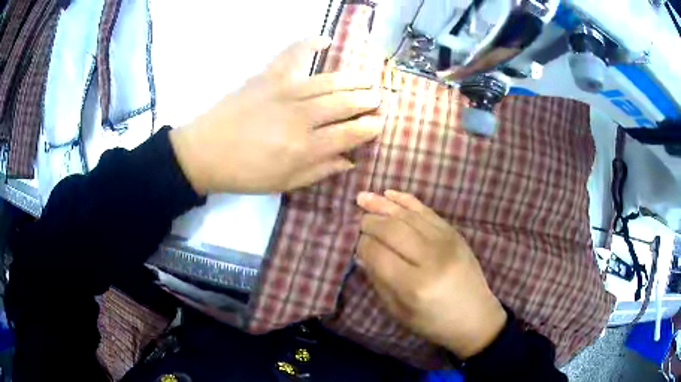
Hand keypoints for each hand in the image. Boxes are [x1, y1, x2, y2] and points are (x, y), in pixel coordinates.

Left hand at [170, 37, 382, 194]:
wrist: (204, 152)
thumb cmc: (245, 173)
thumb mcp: (284, 183)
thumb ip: (320, 171)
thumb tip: (350, 159)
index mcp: (305, 148)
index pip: (349, 133)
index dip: (369, 127)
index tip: (380, 122)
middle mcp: (300, 117)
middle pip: (344, 104)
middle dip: (367, 100)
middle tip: (378, 98)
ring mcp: (284, 91)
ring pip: (329, 81)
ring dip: (353, 79)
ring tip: (367, 79)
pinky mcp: (267, 76)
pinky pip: (293, 54)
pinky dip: (309, 43)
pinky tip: (325, 40)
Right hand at [356, 190, 507, 359]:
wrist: (475, 316)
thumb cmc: (434, 322)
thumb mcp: (399, 311)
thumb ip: (379, 280)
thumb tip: (364, 253)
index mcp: (413, 284)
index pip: (377, 253)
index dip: (361, 244)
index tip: (354, 244)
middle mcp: (430, 257)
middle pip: (391, 229)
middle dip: (369, 222)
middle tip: (357, 221)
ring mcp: (446, 241)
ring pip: (407, 215)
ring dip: (382, 204)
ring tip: (363, 197)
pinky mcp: (454, 233)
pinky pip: (426, 210)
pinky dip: (406, 200)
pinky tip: (389, 194)